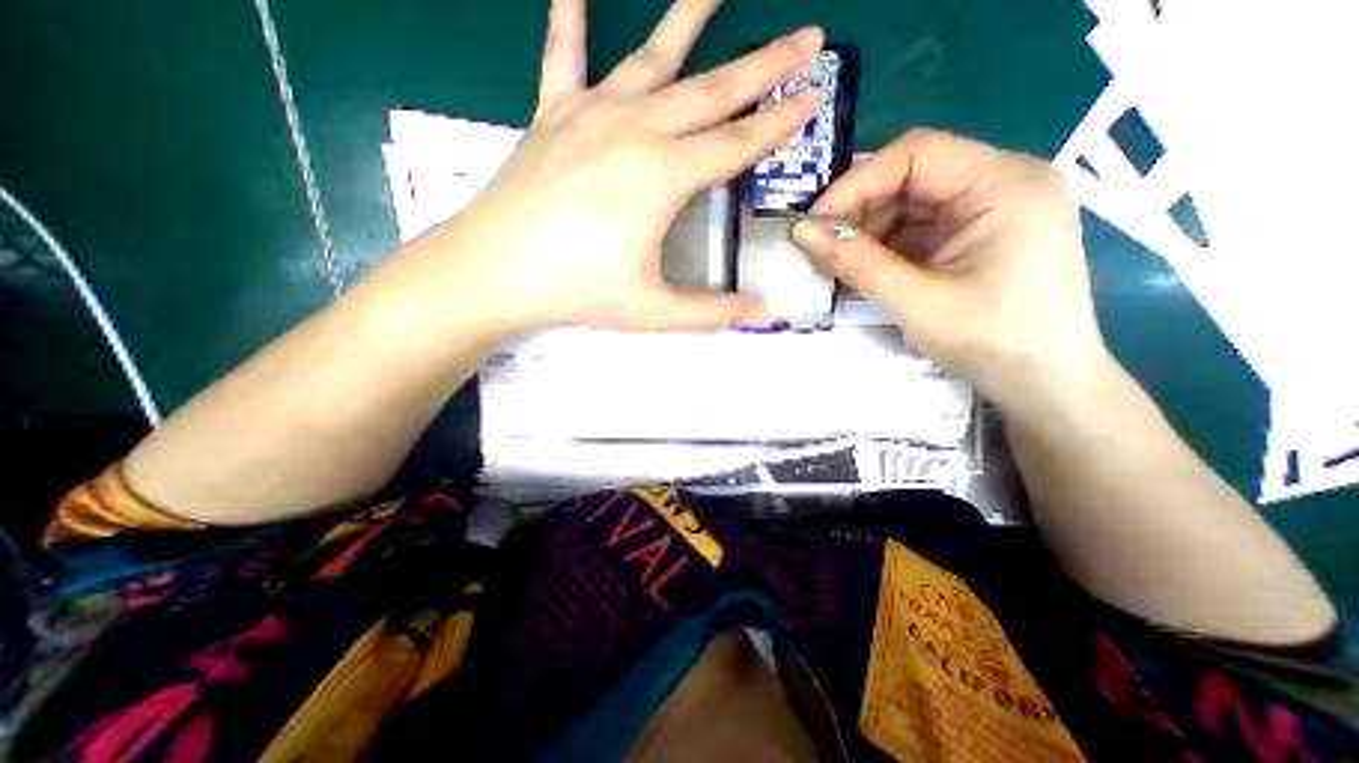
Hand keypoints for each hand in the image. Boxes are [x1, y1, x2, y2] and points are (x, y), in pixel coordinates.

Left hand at [418, 1, 814, 332]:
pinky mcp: (553, 117)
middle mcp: (635, 129)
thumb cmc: (576, 290)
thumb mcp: (652, 310)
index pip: (738, 143)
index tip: (813, 95)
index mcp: (664, 175)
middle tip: (807, 36)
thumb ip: (710, 313)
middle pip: (714, 90)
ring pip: (652, 58)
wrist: (492, 270)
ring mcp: (590, 115)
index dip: (780, 123)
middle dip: (766, 64)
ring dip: (689, 18)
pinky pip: (564, 59)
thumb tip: (761, 316)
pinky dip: (570, 22)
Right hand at [792, 128, 1107, 411]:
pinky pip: (916, 228)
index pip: (916, 154)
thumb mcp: (916, 302)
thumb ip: (856, 264)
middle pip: (910, 177)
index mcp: (1004, 184)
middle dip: (859, 212)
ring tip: (837, 266)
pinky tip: (863, 270)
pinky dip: (883, 248)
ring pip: (908, 204)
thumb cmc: (991, 342)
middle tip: (819, 249)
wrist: (1043, 383)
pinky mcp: (974, 234)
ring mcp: (988, 209)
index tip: (815, 224)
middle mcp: (1001, 182)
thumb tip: (800, 234)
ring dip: (867, 233)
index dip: (856, 184)